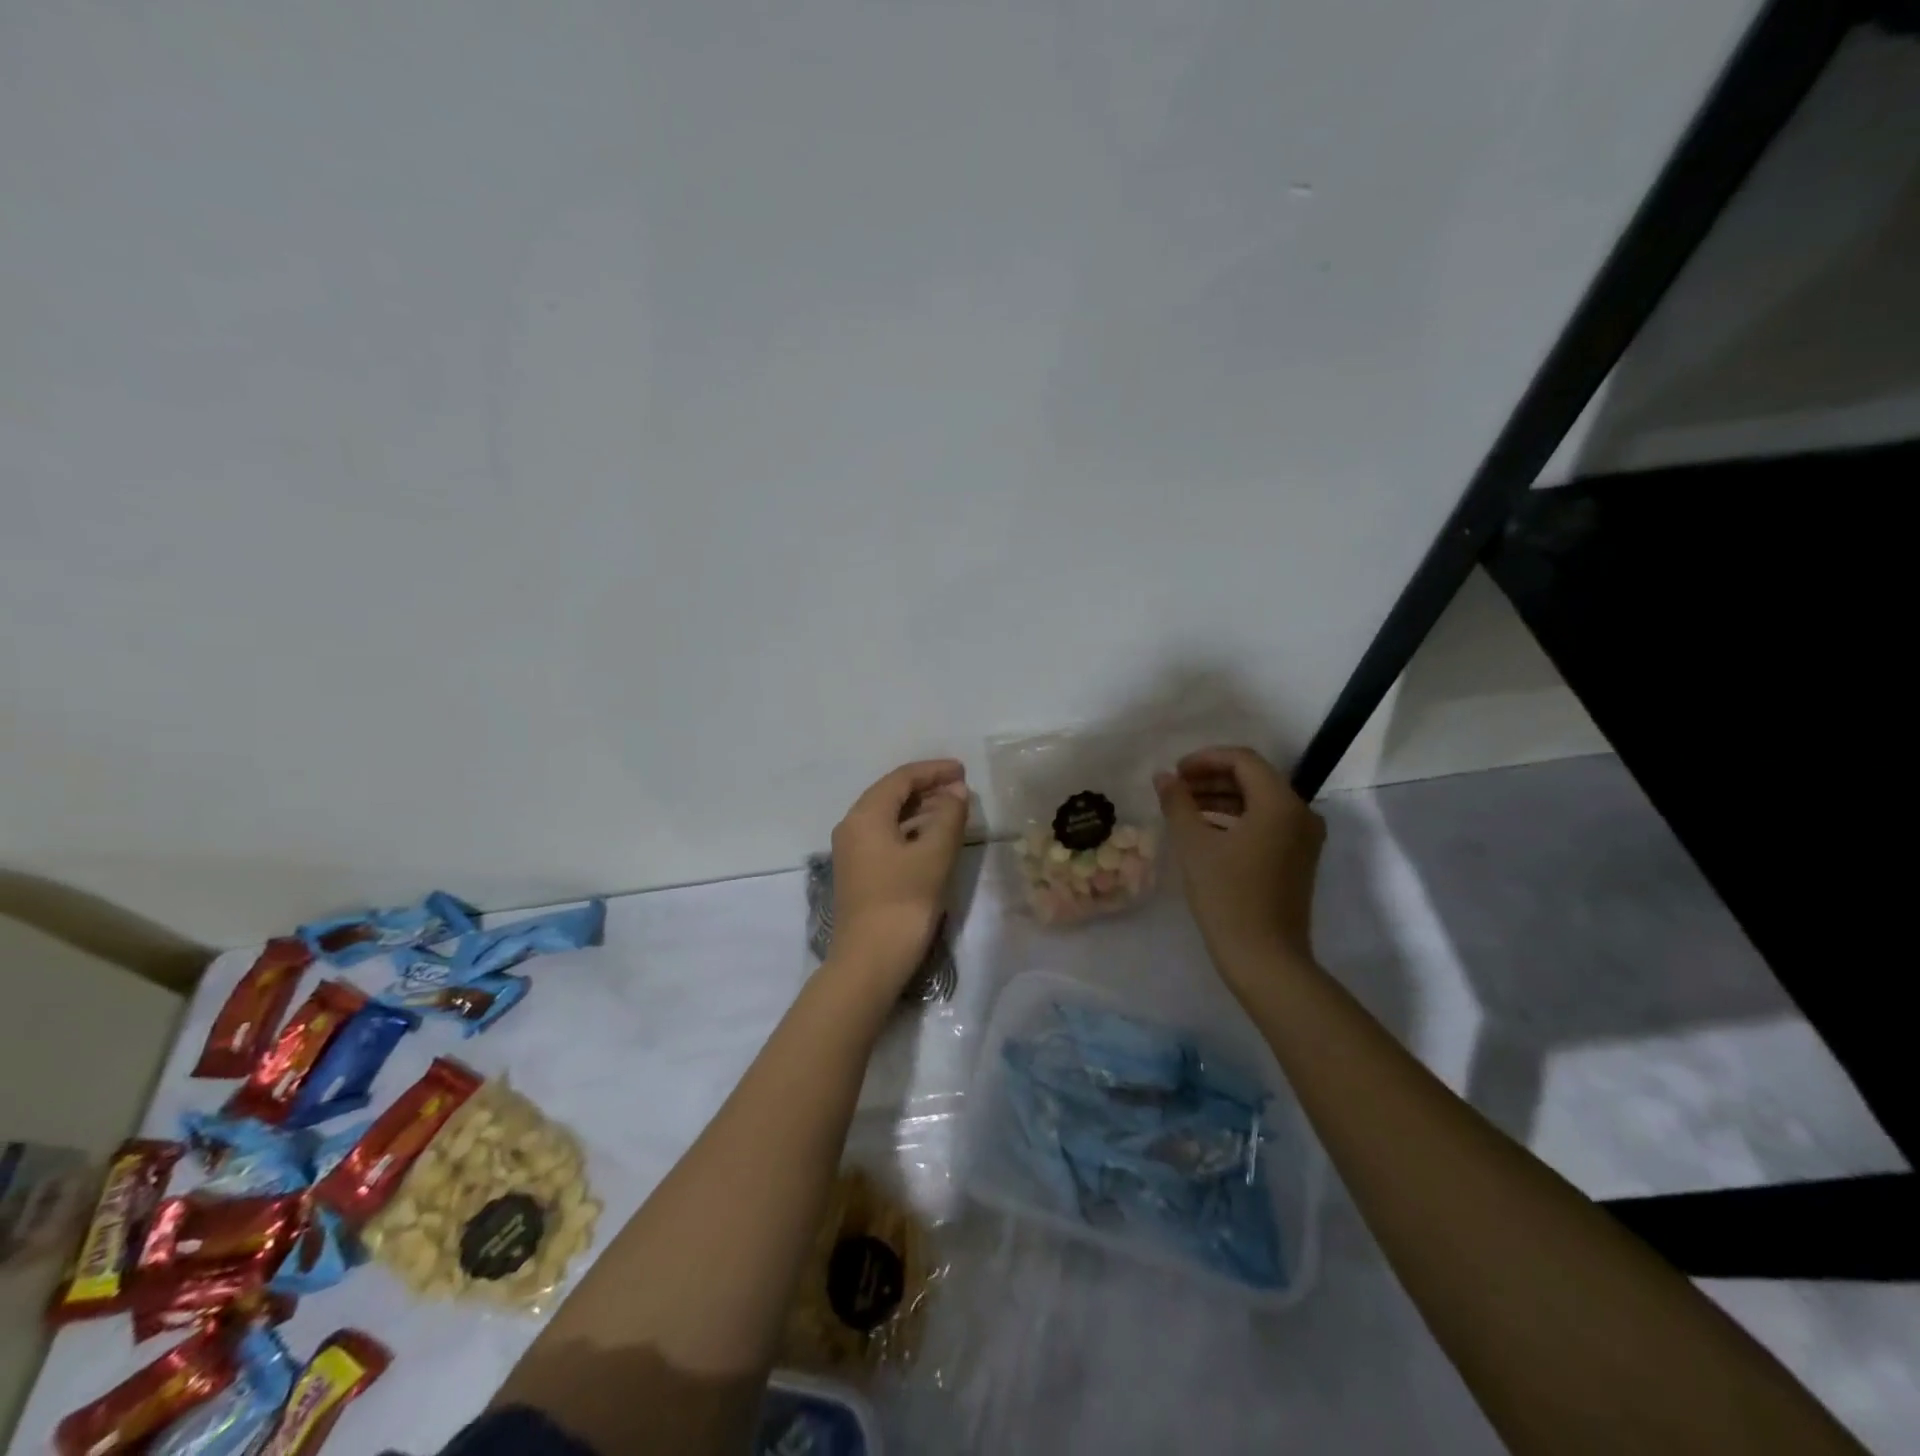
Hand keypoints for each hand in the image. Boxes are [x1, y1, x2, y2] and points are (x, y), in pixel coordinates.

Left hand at [827, 759, 969, 992]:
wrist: (869, 962)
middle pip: (891, 795)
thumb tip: (956, 792)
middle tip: (962, 790)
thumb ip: (949, 817)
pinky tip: (934, 839)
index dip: (933, 771)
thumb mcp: (934, 856)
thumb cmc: (903, 903)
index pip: (901, 779)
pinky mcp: (860, 873)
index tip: (963, 771)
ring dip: (921, 810)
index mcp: (865, 816)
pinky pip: (887, 837)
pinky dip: (912, 830)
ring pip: (889, 817)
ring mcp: (853, 852)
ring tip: (954, 811)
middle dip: (927, 788)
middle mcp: (852, 827)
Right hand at [1155, 746, 1324, 987]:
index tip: (1175, 773)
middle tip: (1176, 788)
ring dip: (1222, 798)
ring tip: (1184, 808)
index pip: (1243, 760)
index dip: (1205, 759)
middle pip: (1254, 778)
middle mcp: (1300, 814)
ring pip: (1259, 801)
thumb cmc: (1228, 896)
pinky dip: (1236, 818)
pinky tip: (1206, 830)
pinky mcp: (1298, 859)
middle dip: (1212, 778)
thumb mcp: (1194, 845)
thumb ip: (1178, 803)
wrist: (1265, 959)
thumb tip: (1164, 777)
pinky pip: (1266, 823)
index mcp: (1280, 804)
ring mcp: (1303, 839)